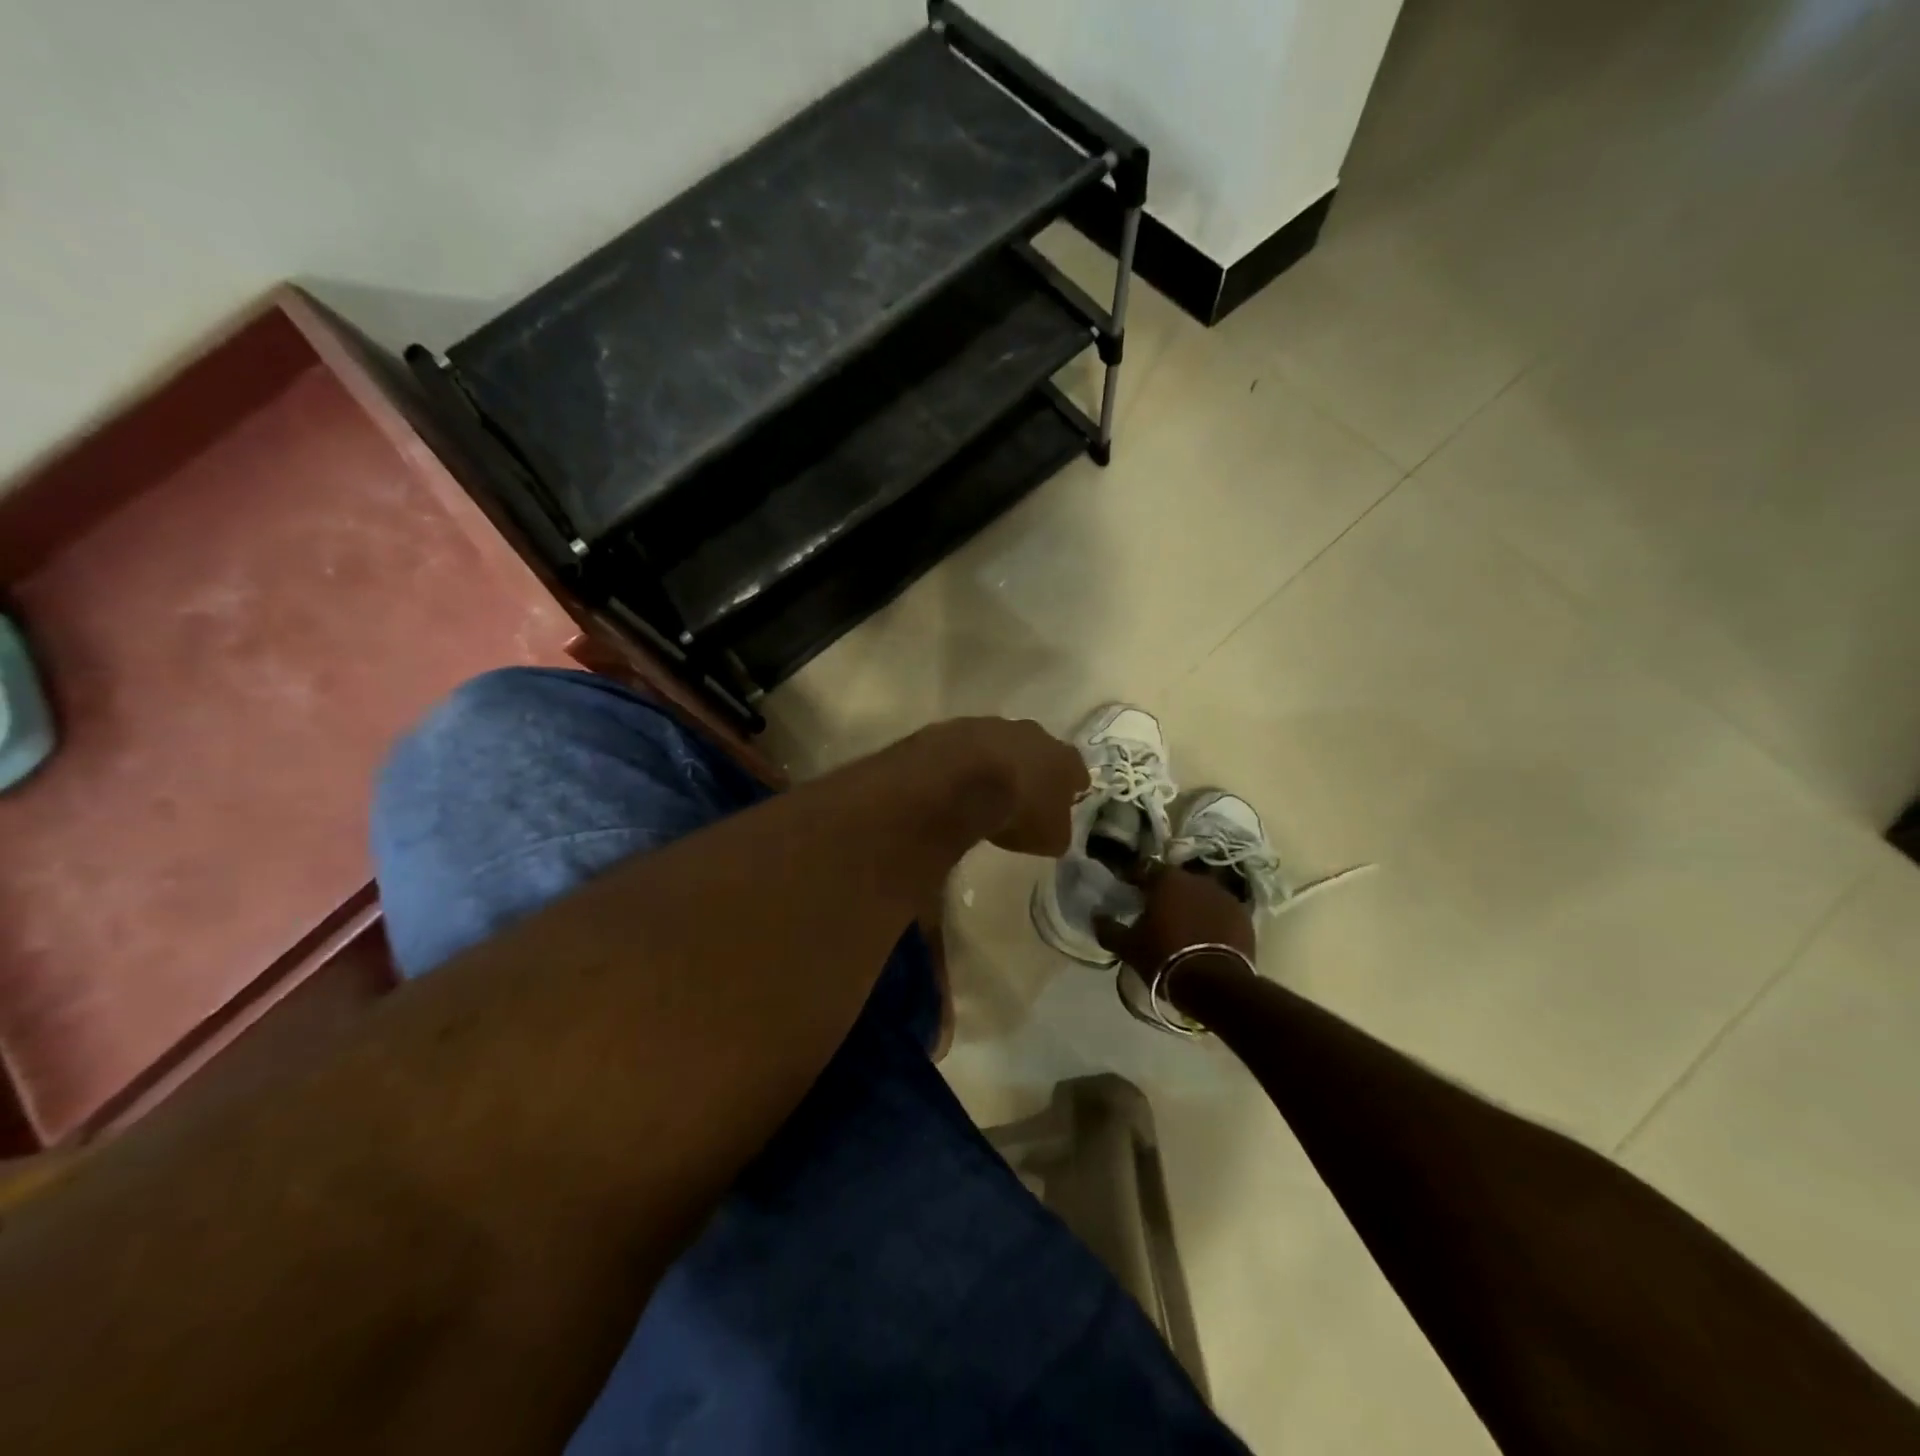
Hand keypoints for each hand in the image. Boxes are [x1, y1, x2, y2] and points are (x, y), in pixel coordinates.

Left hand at [927, 717, 1086, 857]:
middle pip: (1040, 750)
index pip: (1076, 770)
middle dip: (1036, 768)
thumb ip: (1058, 831)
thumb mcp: (1049, 838)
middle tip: (1028, 789)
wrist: (961, 780)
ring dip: (999, 761)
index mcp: (1063, 759)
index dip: (1074, 783)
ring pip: (1003, 743)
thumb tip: (1056, 831)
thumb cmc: (1018, 811)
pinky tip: (957, 779)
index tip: (1072, 793)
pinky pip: (968, 747)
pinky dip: (966, 760)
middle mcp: (1034, 734)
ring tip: (988, 785)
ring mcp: (994, 726)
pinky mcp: (959, 727)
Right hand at [1095, 865, 1256, 973]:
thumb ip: (1109, 928)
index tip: (1128, 893)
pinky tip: (1205, 937)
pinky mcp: (1244, 916)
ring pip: (1200, 895)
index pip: (1145, 869)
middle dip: (1165, 893)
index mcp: (1166, 879)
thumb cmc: (1165, 957)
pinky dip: (1212, 919)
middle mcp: (1197, 879)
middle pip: (1175, 881)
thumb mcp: (1128, 947)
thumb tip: (1096, 915)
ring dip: (1191, 905)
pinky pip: (1220, 912)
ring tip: (1183, 926)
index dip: (1135, 880)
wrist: (1216, 984)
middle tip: (1155, 912)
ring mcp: (1224, 896)